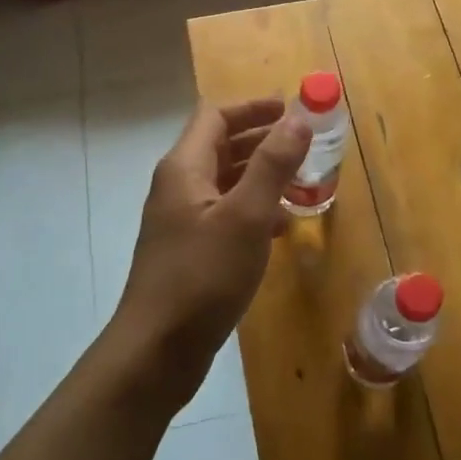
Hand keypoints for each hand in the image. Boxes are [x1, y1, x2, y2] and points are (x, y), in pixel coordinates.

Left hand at [111, 98, 311, 410]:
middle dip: (261, 140)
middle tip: (304, 143)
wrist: (156, 352)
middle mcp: (178, 187)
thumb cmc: (203, 276)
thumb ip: (273, 165)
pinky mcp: (188, 251)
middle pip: (220, 146)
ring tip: (301, 182)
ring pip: (225, 182)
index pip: (216, 116)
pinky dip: (253, 210)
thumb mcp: (246, 216)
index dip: (253, 107)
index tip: (292, 109)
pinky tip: (280, 228)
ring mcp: (181, 221)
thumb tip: (298, 118)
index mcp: (184, 168)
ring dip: (260, 176)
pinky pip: (224, 214)